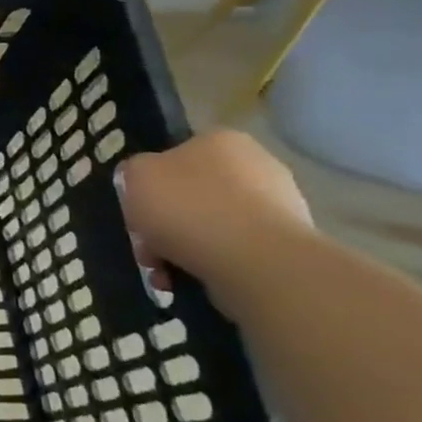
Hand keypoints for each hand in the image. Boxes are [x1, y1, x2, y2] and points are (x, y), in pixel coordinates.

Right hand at [117, 130, 314, 289]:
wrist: (255, 261)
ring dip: (181, 249)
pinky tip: (190, 280)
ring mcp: (278, 206)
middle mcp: (256, 165)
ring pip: (209, 227)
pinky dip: (209, 265)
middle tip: (147, 248)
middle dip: (164, 224)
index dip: (149, 186)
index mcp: (220, 141)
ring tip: (165, 273)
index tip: (137, 212)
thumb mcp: (135, 176)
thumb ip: (135, 171)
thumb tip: (146, 180)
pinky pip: (233, 252)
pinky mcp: (286, 244)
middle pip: (191, 195)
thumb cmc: (188, 207)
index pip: (175, 157)